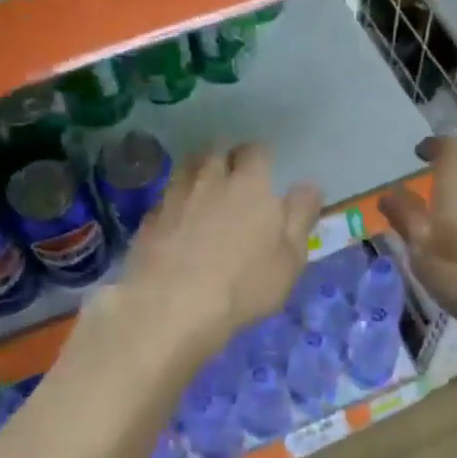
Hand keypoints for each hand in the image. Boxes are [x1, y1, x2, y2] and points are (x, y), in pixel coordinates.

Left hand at [118, 143, 322, 357]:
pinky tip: (177, 222)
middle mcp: (210, 180)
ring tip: (204, 191)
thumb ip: (300, 217)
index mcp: (249, 185)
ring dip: (197, 172)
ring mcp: (174, 197)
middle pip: (216, 150)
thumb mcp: (290, 258)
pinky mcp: (148, 220)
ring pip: (186, 168)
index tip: (264, 172)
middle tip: (232, 176)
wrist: (173, 307)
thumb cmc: (244, 285)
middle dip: (225, 157)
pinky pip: (165, 199)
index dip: (260, 158)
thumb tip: (308, 186)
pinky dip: (174, 203)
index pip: (255, 151)